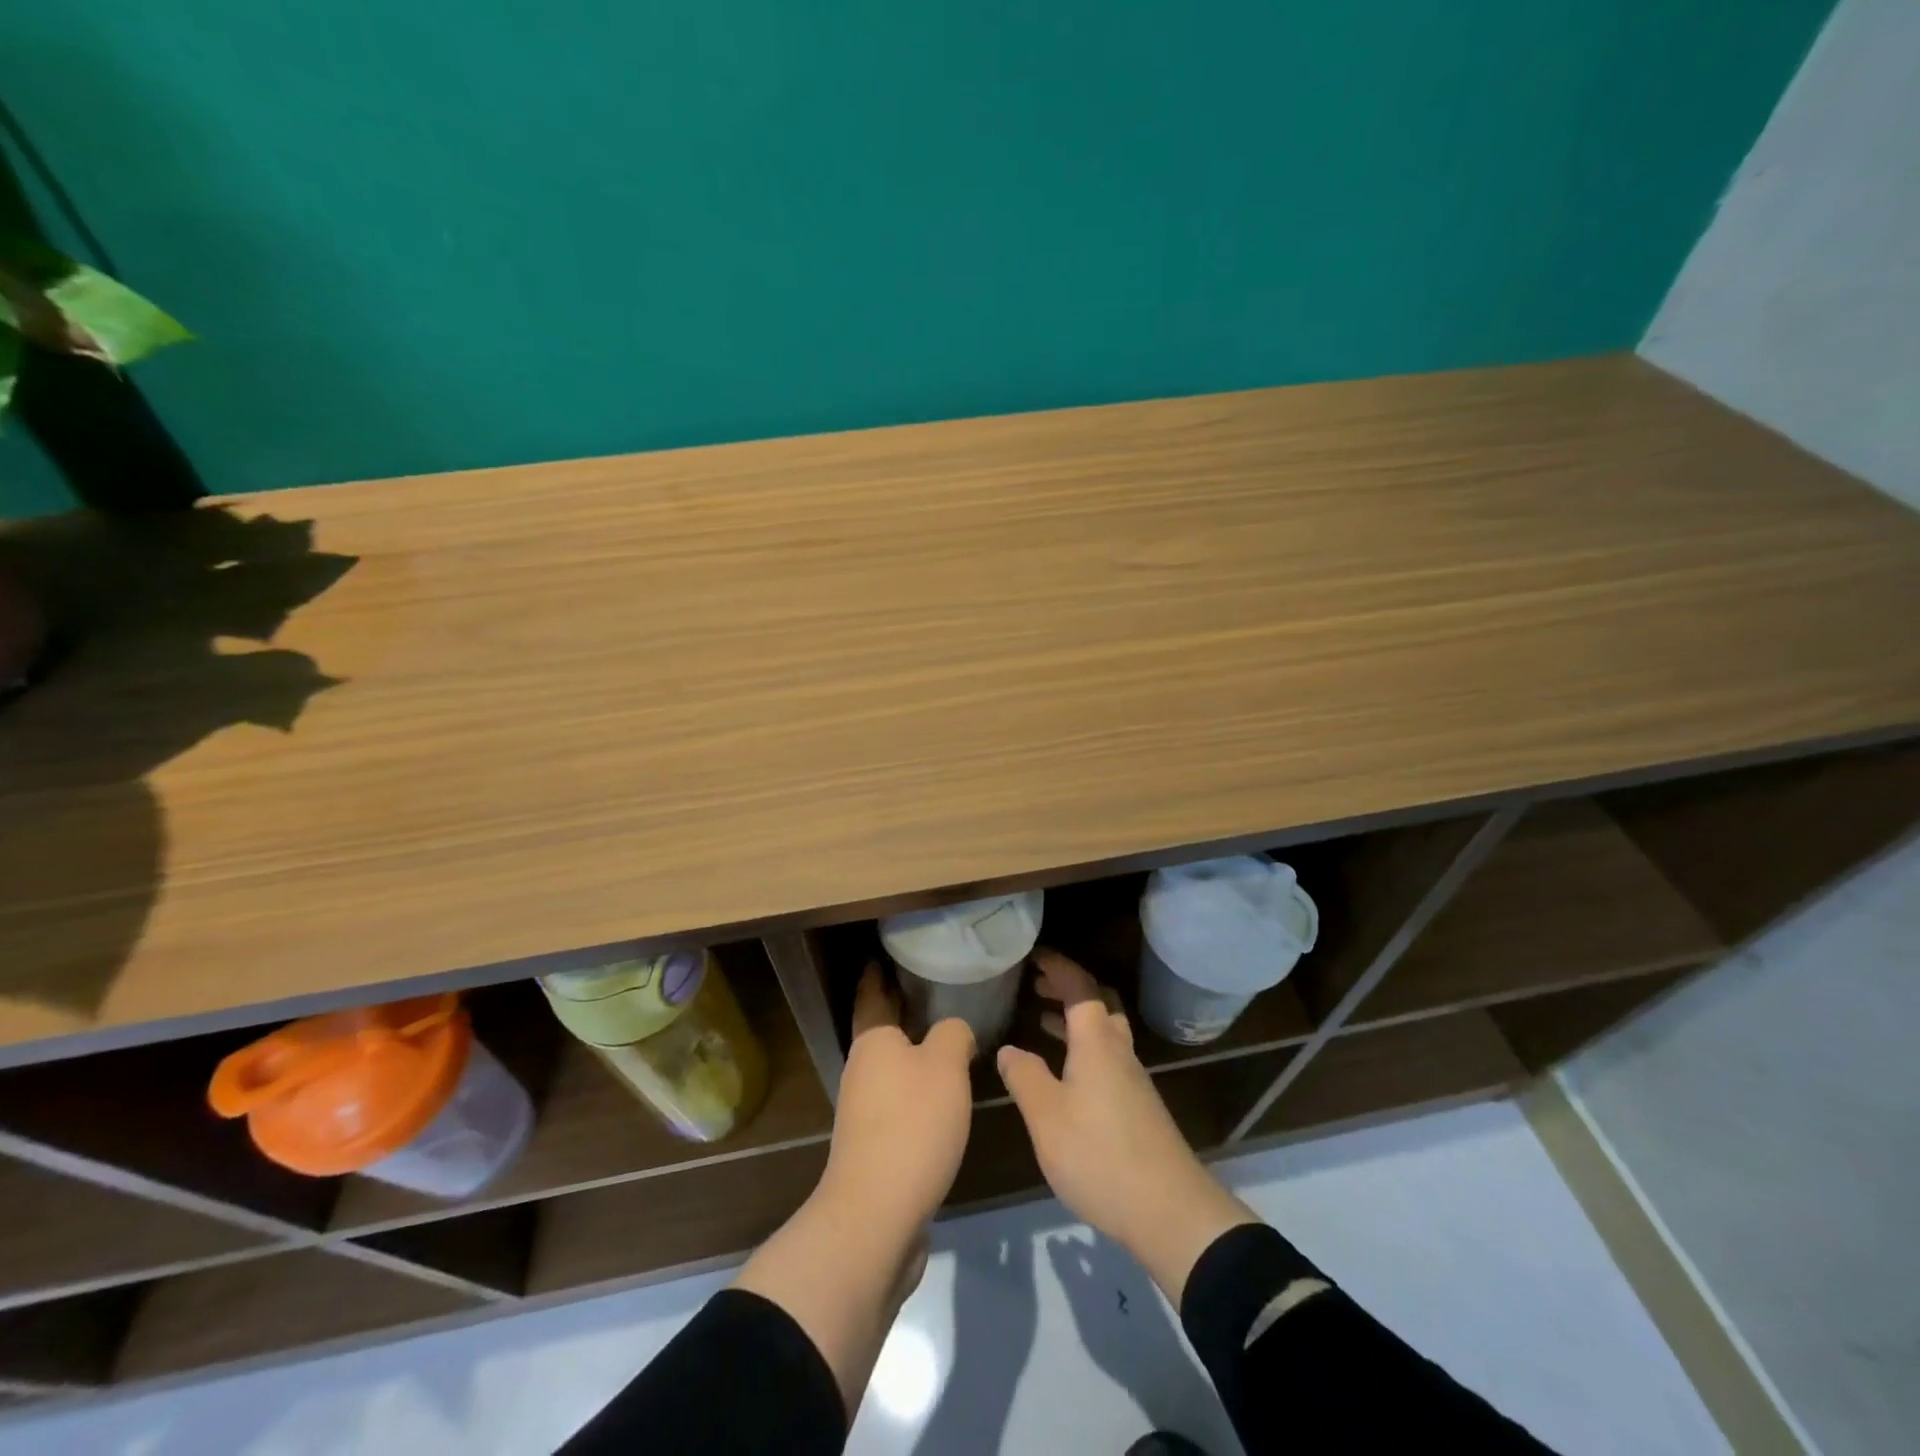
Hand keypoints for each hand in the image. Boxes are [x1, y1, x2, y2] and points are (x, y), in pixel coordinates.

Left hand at [733, 964, 973, 1410]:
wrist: (877, 1216)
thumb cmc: (912, 1125)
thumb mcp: (946, 1066)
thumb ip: (953, 1034)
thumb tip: (953, 1030)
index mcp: (873, 1040)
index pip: (872, 992)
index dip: (878, 971)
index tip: (888, 952)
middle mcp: (862, 1069)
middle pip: (882, 1028)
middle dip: (902, 1008)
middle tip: (934, 986)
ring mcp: (864, 1110)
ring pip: (892, 1066)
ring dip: (913, 1050)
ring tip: (947, 1036)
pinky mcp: (875, 1145)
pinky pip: (899, 1100)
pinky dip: (918, 1087)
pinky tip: (944, 1093)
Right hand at [997, 949, 1256, 1303]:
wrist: (1170, 1211)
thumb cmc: (1100, 1154)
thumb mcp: (1047, 1116)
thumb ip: (1024, 1077)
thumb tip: (1008, 1050)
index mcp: (1097, 1041)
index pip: (1079, 986)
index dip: (1058, 966)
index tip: (1034, 955)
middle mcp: (1118, 1050)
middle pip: (1098, 1002)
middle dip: (1068, 987)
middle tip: (1037, 985)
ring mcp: (1132, 1078)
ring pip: (1104, 1031)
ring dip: (1076, 1018)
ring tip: (1043, 1020)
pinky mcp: (1138, 1105)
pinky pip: (1107, 1056)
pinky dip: (1083, 1047)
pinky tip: (1065, 1073)